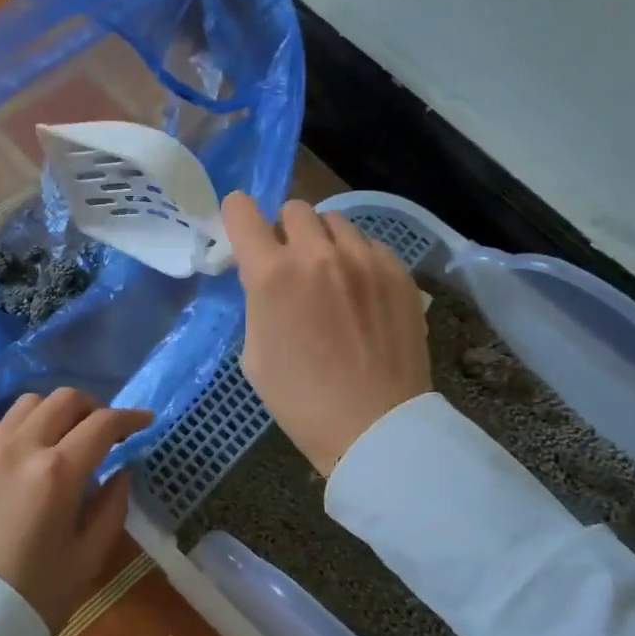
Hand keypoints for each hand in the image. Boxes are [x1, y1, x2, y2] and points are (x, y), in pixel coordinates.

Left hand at [0, 389, 152, 633]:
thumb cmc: (33, 595)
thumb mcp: (87, 557)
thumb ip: (112, 506)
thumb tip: (122, 471)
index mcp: (59, 471)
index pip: (103, 423)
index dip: (130, 418)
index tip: (145, 422)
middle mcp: (23, 446)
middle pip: (66, 399)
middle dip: (94, 408)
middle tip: (106, 431)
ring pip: (30, 402)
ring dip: (56, 411)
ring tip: (66, 436)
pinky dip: (22, 425)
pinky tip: (28, 450)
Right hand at [221, 193, 431, 474]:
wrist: (375, 426)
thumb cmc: (301, 400)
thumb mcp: (255, 353)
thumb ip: (258, 301)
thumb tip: (266, 278)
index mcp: (272, 275)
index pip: (242, 211)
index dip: (236, 216)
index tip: (241, 230)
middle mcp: (318, 254)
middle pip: (293, 209)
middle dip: (284, 231)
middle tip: (289, 263)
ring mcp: (364, 259)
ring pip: (335, 222)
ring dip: (323, 241)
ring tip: (330, 276)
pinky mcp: (398, 271)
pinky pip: (368, 243)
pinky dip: (356, 257)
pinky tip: (360, 291)